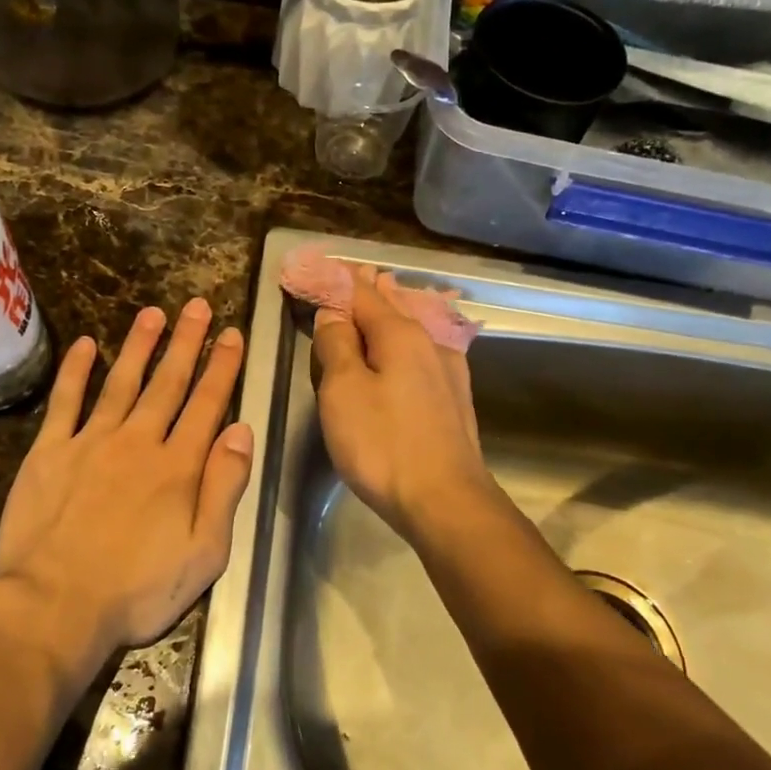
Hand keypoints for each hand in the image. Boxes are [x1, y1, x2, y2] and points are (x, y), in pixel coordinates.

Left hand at [0, 299, 255, 656]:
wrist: (54, 606)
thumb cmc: (137, 590)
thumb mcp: (204, 553)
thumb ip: (224, 488)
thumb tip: (241, 431)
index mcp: (177, 467)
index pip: (207, 404)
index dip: (222, 367)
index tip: (232, 335)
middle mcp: (138, 442)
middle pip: (168, 383)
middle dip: (187, 343)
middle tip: (198, 306)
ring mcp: (90, 443)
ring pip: (121, 382)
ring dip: (139, 345)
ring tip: (153, 313)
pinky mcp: (49, 453)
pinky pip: (65, 402)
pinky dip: (75, 371)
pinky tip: (85, 345)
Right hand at [313, 267, 488, 536]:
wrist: (445, 501)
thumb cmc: (383, 444)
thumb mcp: (343, 391)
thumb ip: (336, 346)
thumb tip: (333, 314)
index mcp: (400, 335)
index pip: (361, 293)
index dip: (335, 280)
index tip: (317, 268)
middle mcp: (430, 343)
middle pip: (392, 307)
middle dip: (369, 290)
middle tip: (351, 274)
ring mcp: (448, 372)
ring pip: (413, 330)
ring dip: (392, 313)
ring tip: (382, 294)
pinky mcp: (454, 400)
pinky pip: (423, 354)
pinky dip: (406, 341)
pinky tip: (408, 345)